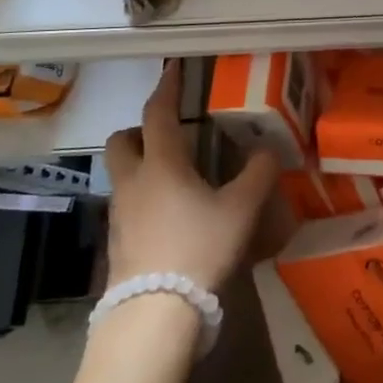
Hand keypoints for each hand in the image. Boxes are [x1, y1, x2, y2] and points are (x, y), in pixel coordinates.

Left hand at [102, 60, 277, 289]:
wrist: (155, 313)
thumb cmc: (199, 247)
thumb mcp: (242, 208)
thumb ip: (258, 173)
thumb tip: (265, 151)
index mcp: (162, 165)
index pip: (157, 114)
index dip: (166, 88)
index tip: (173, 69)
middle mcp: (133, 182)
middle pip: (121, 141)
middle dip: (140, 130)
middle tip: (170, 134)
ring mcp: (119, 214)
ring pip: (122, 174)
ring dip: (143, 165)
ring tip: (178, 176)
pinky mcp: (116, 242)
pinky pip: (127, 204)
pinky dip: (145, 197)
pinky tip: (172, 214)